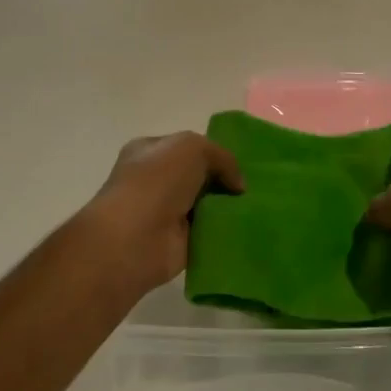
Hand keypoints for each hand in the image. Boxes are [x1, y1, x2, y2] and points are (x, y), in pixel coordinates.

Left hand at [78, 132, 242, 297]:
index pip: (186, 147)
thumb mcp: (193, 147)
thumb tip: (237, 185)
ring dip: (226, 208)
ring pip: (204, 206)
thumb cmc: (157, 181)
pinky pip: (207, 233)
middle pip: (198, 177)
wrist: (134, 238)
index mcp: (149, 151)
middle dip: (222, 181)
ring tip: (256, 207)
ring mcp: (164, 214)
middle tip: (251, 188)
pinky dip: (223, 233)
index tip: (238, 164)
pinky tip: (244, 229)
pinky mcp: (177, 243)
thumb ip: (221, 157)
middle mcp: (154, 181)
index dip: (212, 153)